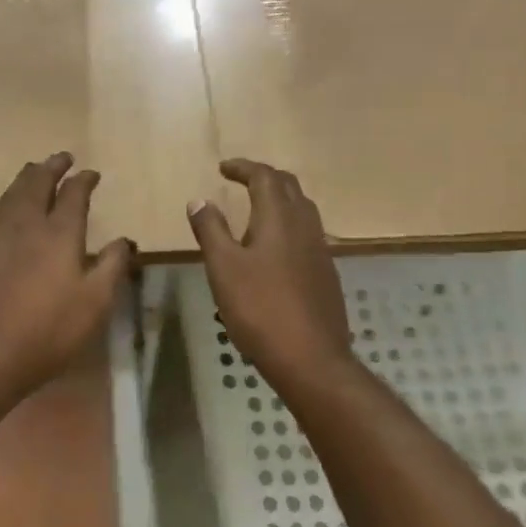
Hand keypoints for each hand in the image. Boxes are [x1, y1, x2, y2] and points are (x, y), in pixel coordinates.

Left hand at [0, 153, 134, 396]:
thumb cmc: (49, 333)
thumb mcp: (96, 304)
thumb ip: (112, 267)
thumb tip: (123, 240)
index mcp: (60, 235)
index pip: (74, 196)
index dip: (84, 181)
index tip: (92, 173)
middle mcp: (27, 227)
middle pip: (38, 186)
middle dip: (51, 168)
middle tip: (62, 157)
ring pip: (8, 198)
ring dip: (22, 179)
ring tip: (31, 168)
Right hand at [187, 159, 353, 390]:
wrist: (312, 359)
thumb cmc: (260, 308)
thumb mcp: (224, 268)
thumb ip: (211, 230)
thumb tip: (199, 200)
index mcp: (279, 217)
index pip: (264, 176)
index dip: (243, 167)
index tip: (223, 168)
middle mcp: (304, 225)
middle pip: (288, 186)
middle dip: (264, 177)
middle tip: (240, 181)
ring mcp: (320, 250)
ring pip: (302, 209)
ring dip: (279, 199)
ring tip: (255, 209)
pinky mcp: (326, 273)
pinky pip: (307, 233)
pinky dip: (288, 225)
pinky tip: (274, 248)